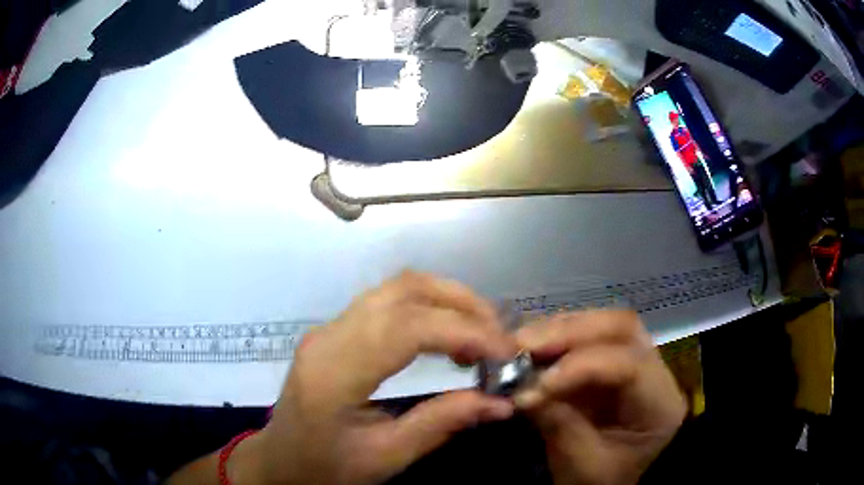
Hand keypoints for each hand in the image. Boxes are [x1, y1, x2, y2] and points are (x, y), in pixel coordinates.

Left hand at [238, 272, 517, 484]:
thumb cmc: (326, 467)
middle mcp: (329, 336)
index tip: (505, 351)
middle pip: (403, 290)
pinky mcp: (335, 330)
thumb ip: (440, 424)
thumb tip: (500, 403)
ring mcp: (329, 327)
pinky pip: (388, 300)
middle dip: (462, 304)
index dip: (464, 331)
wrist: (280, 459)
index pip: (406, 328)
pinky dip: (427, 305)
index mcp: (335, 373)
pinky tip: (447, 332)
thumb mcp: (386, 458)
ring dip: (446, 299)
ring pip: (396, 287)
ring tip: (481, 331)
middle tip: (499, 336)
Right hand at [513, 310, 686, 484]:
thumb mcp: (582, 464)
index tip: (536, 385)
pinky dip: (558, 338)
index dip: (581, 367)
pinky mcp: (612, 362)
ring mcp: (634, 360)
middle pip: (621, 328)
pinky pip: (588, 337)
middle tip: (524, 344)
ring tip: (522, 343)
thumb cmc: (604, 479)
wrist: (613, 482)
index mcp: (661, 404)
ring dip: (561, 330)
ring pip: (604, 325)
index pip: (629, 366)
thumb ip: (558, 424)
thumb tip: (522, 389)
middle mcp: (655, 370)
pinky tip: (533, 347)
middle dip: (571, 332)